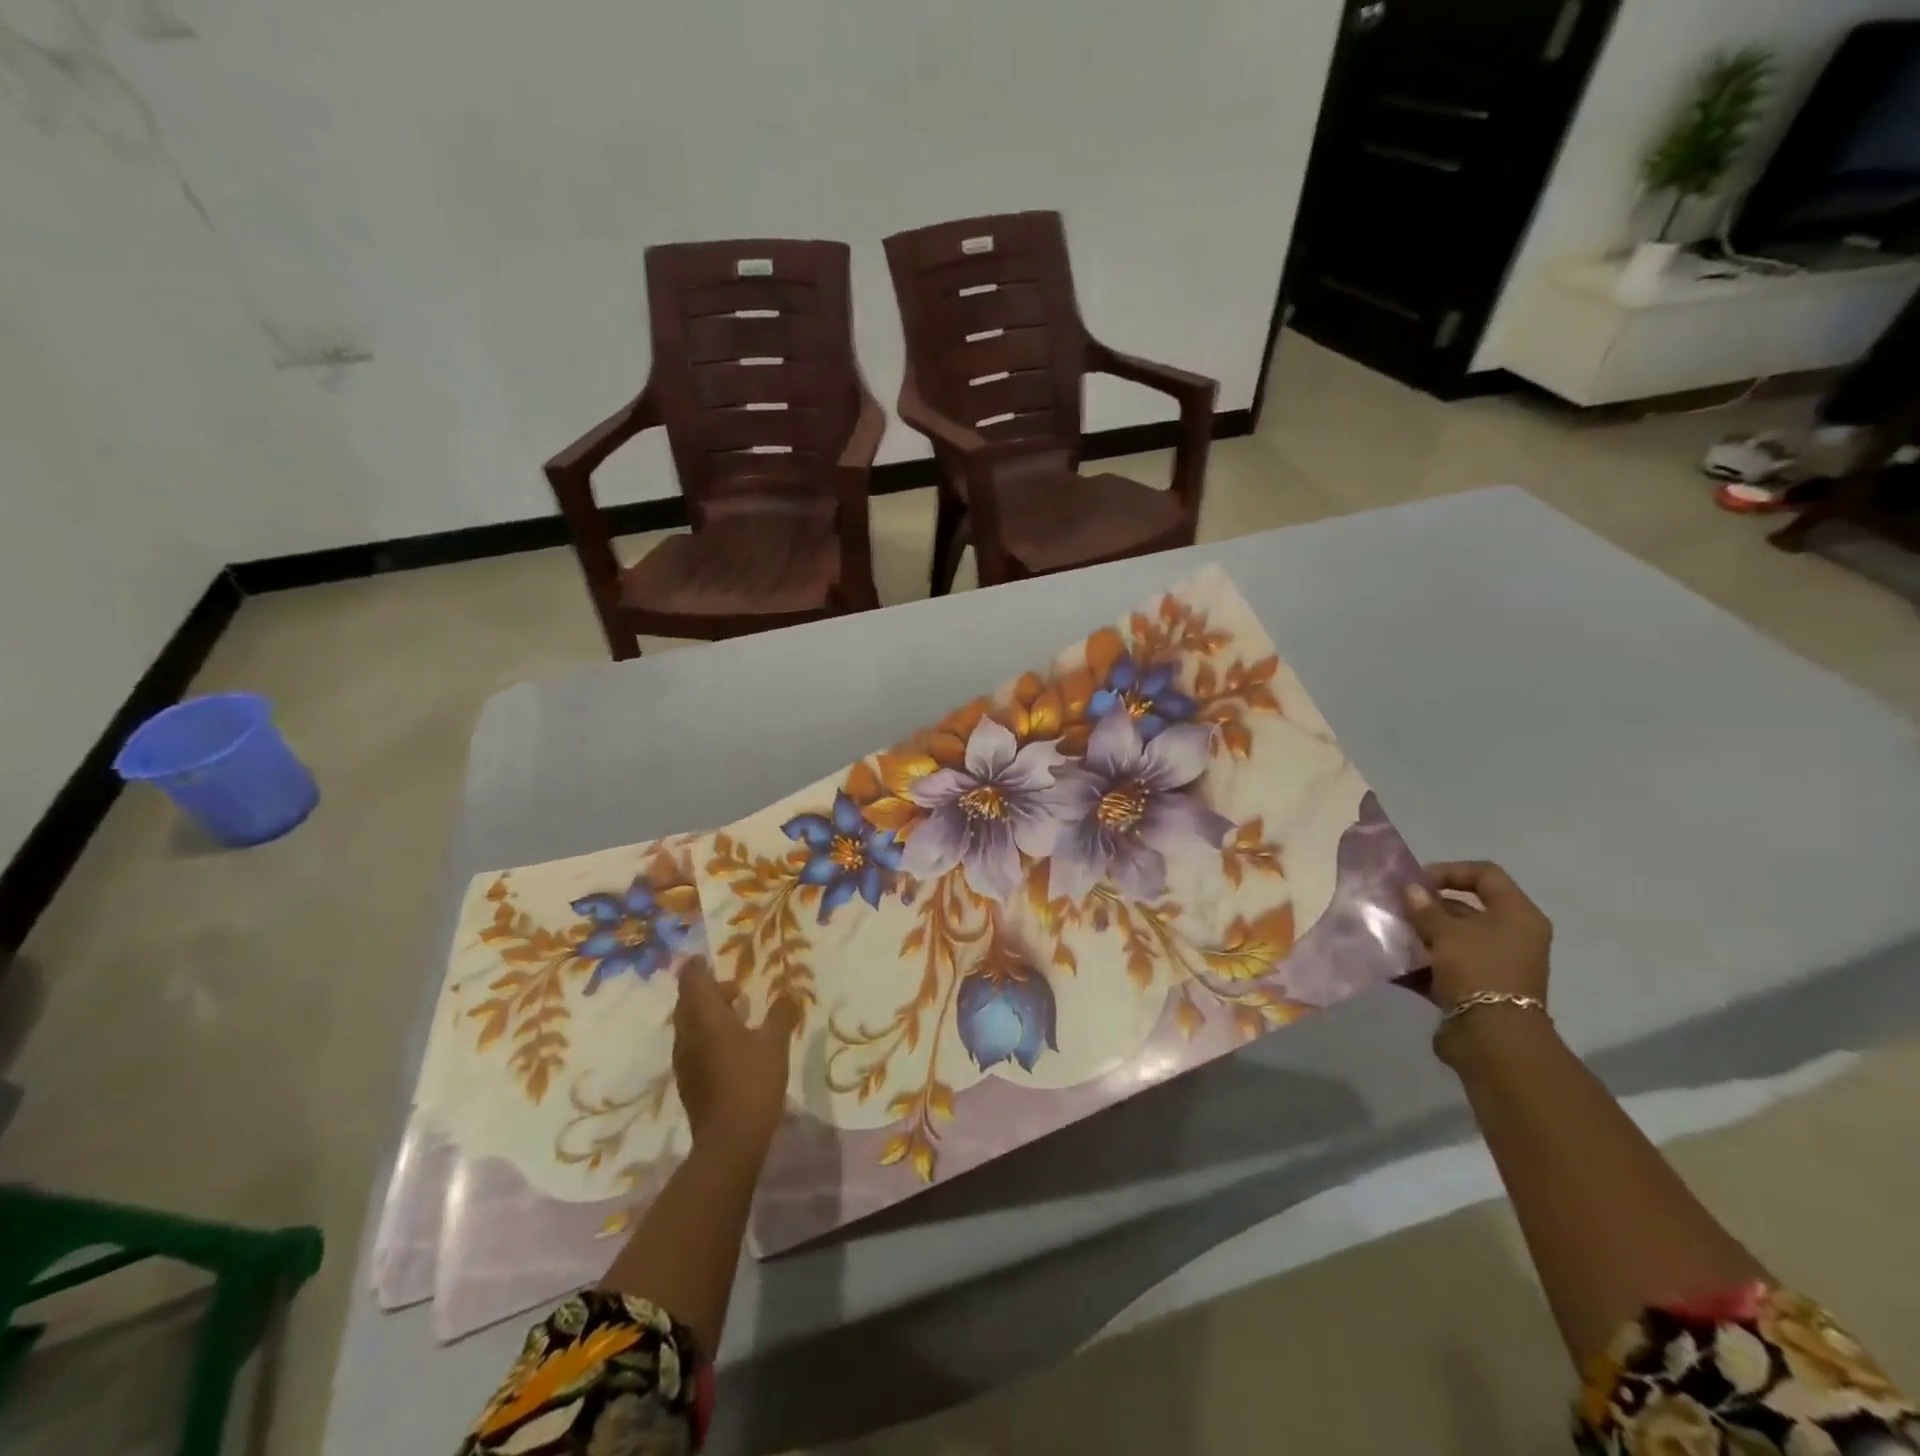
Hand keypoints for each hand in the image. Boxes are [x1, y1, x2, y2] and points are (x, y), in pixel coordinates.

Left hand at [672, 962, 798, 1159]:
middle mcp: (688, 1035)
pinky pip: (694, 1045)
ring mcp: (685, 1060)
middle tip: (736, 989)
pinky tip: (733, 1046)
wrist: (729, 1142)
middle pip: (688, 1002)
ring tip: (740, 1014)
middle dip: (709, 991)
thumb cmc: (752, 1081)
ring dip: (709, 1014)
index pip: (692, 981)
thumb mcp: (775, 1043)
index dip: (697, 967)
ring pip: (690, 1025)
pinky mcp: (689, 1081)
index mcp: (705, 1018)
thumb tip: (788, 993)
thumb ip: (781, 1014)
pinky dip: (708, 1035)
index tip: (706, 958)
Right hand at [1402, 861, 1551, 1013]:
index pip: (1485, 875)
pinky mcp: (1474, 988)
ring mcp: (1492, 964)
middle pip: (1464, 908)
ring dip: (1418, 934)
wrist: (1492, 1039)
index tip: (1416, 883)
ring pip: (1450, 938)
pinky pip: (1442, 966)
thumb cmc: (1478, 971)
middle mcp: (1509, 936)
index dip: (1449, 871)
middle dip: (1426, 907)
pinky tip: (1390, 962)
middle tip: (1394, 908)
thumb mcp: (1447, 933)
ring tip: (1388, 933)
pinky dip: (1418, 963)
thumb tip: (1411, 888)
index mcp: (1516, 916)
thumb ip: (1425, 908)